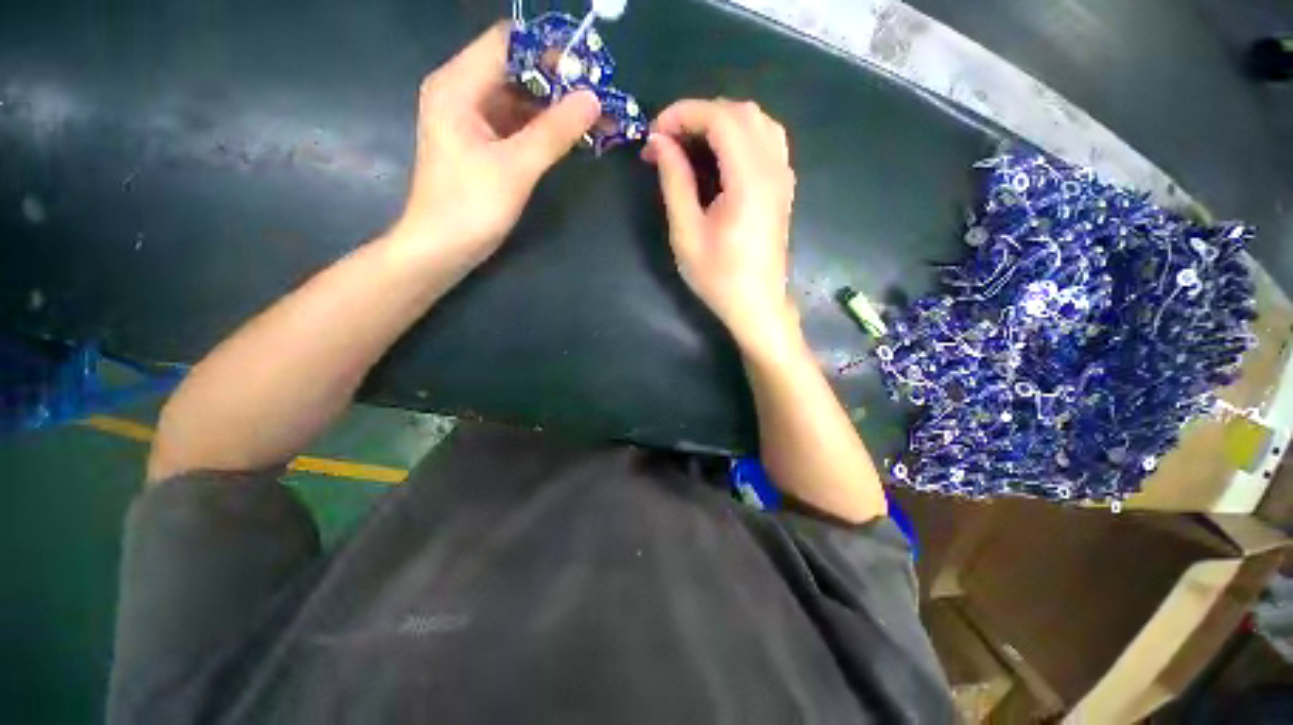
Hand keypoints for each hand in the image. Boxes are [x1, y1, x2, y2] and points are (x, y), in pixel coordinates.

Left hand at [388, 22, 601, 268]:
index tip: (588, 69)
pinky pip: (517, 123)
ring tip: (593, 118)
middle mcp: (462, 92)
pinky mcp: (482, 143)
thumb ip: (554, 132)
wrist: (441, 248)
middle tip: (598, 97)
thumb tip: (592, 100)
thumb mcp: (516, 167)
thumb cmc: (470, 207)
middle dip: (557, 81)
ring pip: (519, 98)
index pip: (507, 42)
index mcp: (458, 85)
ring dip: (554, 107)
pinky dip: (543, 128)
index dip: (548, 50)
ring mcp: (472, 119)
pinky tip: (570, 137)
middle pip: (515, 69)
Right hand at [643, 99, 799, 355]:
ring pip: (757, 121)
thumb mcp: (687, 233)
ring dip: (720, 122)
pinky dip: (740, 135)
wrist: (757, 304)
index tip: (654, 133)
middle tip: (668, 141)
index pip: (720, 119)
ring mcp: (783, 176)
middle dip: (699, 116)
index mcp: (749, 181)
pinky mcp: (783, 186)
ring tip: (691, 146)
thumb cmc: (719, 277)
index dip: (683, 114)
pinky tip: (720, 157)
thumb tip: (659, 142)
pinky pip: (767, 139)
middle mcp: (773, 169)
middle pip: (741, 112)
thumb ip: (675, 181)